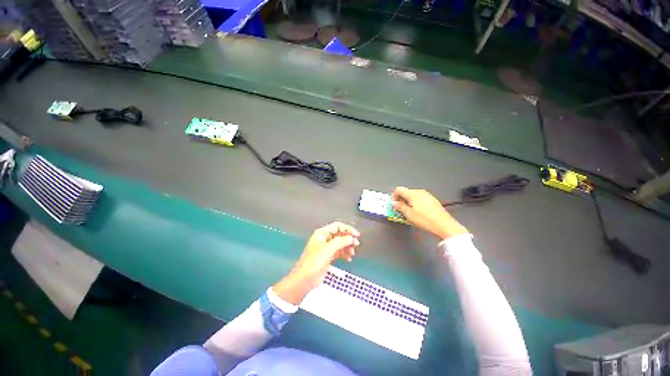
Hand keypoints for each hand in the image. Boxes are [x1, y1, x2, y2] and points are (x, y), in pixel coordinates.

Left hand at [273, 222, 359, 304]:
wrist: (305, 279)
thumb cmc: (314, 262)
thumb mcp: (328, 249)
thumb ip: (340, 242)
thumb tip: (351, 238)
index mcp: (322, 233)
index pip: (337, 226)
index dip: (347, 229)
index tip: (356, 235)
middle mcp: (324, 239)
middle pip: (339, 234)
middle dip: (348, 239)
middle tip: (356, 244)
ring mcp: (326, 248)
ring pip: (340, 244)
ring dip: (347, 247)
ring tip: (352, 253)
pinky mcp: (327, 257)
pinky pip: (338, 252)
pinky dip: (344, 254)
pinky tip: (349, 259)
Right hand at [391, 187, 467, 239]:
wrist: (444, 225)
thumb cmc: (425, 219)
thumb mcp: (409, 214)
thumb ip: (399, 206)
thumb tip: (394, 203)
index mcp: (413, 193)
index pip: (398, 189)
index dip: (393, 196)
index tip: (393, 204)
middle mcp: (420, 192)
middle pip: (406, 192)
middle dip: (401, 199)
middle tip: (399, 209)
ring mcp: (427, 195)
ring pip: (413, 195)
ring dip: (408, 201)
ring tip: (408, 211)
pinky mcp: (432, 200)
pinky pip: (420, 198)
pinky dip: (415, 203)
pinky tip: (417, 211)